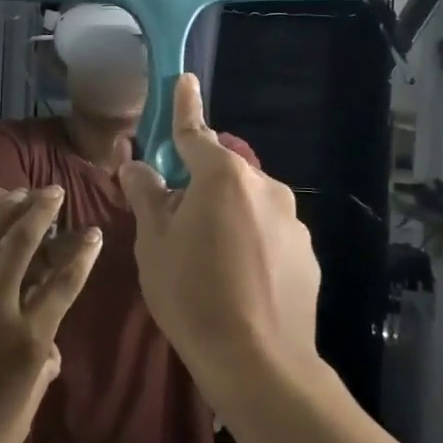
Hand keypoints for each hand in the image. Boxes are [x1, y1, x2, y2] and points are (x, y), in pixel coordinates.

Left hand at [0, 187, 98, 442]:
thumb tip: (48, 351)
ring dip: (2, 212)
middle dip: (39, 213)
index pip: (62, 285)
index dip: (81, 256)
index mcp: (27, 341)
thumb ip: (39, 374)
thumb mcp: (21, 416)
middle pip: (20, 246)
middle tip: (52, 191)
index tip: (93, 232)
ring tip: (15, 191)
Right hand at [118, 75, 321, 400]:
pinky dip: (252, 241)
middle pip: (223, 172)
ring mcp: (292, 220)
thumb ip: (146, 196)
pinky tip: (240, 281)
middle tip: (176, 221)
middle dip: (200, 184)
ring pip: (248, 204)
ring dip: (227, 215)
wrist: (259, 363)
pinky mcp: (307, 253)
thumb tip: (136, 166)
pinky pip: (270, 233)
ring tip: (209, 261)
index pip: (196, 132)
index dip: (184, 106)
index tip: (184, 79)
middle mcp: (265, 187)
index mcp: (223, 177)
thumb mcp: (155, 244)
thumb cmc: (193, 295)